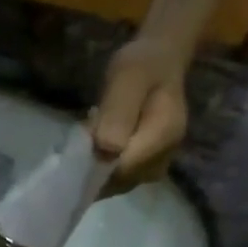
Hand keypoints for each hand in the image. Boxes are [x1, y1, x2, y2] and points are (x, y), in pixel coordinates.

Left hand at [92, 39, 188, 190]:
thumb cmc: (143, 65)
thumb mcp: (128, 77)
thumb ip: (119, 112)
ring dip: (94, 167)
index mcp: (164, 137)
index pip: (120, 170)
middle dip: (93, 164)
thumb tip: (107, 150)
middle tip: (87, 132)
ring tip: (93, 137)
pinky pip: (115, 180)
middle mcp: (163, 160)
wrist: (159, 63)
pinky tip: (97, 148)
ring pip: (113, 183)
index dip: (95, 163)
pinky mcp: (144, 171)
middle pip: (116, 180)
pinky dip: (100, 169)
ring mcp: (154, 168)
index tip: (84, 138)